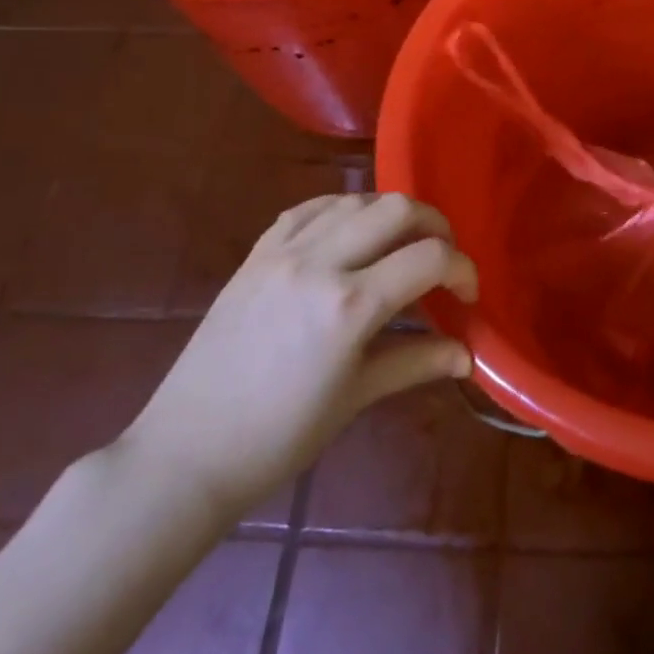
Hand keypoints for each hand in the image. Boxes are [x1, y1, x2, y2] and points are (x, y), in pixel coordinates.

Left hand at [119, 192, 476, 524]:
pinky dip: (342, 209)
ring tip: (400, 244)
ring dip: (390, 214)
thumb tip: (467, 355)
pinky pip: (308, 208)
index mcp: (350, 305)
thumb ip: (417, 362)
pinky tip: (351, 229)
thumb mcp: (357, 397)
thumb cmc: (280, 437)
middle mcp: (319, 263)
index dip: (463, 269)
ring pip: (355, 200)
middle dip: (435, 225)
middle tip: (442, 258)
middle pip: (397, 209)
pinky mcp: (256, 254)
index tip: (467, 295)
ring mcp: (282, 253)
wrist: (186, 453)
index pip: (430, 258)